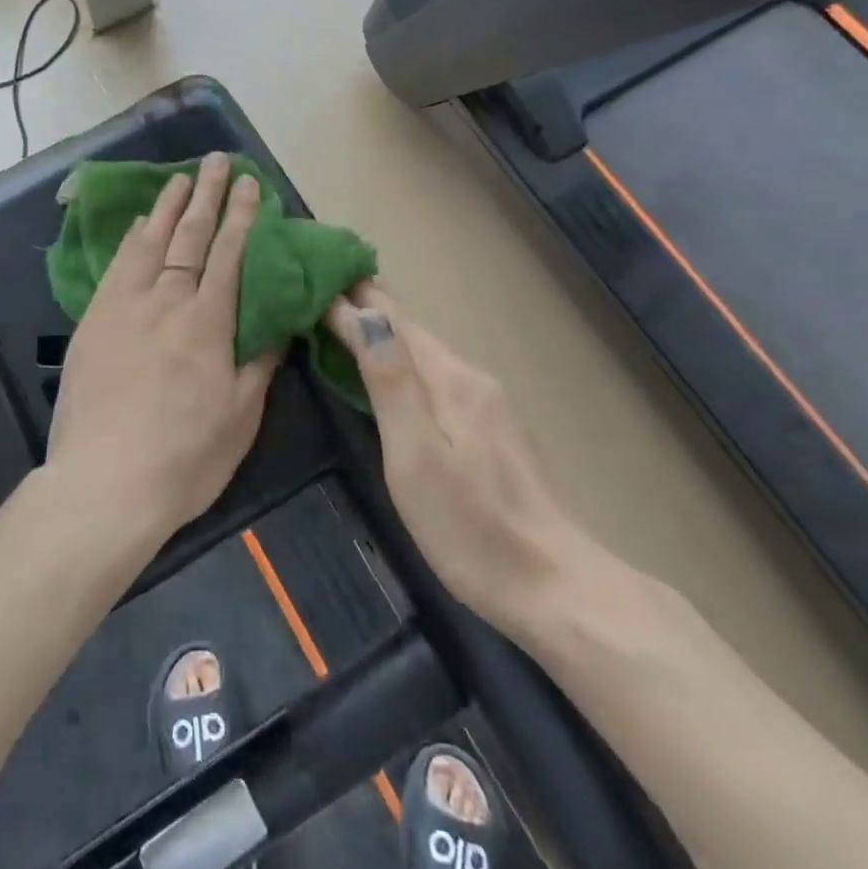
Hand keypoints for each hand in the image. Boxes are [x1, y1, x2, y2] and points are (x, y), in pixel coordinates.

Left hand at [48, 153, 283, 545]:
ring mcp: (124, 306)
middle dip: (207, 194)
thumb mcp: (241, 417)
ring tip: (181, 178)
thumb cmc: (184, 457)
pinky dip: (132, 239)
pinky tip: (140, 224)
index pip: (229, 254)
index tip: (250, 183)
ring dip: (169, 206)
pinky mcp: (94, 320)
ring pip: (151, 242)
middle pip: (190, 236)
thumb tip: (280, 322)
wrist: (103, 483)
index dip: (242, 215)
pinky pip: (117, 266)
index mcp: (207, 321)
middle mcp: (166, 301)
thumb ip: (260, 362)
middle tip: (217, 161)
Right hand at [328, 282, 594, 644]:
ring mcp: (486, 403)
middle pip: (409, 329)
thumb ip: (389, 382)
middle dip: (364, 306)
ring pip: (423, 351)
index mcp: (449, 378)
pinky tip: (387, 372)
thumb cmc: (470, 528)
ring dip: (382, 332)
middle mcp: (470, 377)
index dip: (351, 297)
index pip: (392, 318)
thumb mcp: (415, 456)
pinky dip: (401, 360)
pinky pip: (435, 375)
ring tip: (340, 321)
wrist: (557, 589)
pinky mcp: (491, 429)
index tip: (310, 279)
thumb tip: (363, 313)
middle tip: (316, 291)